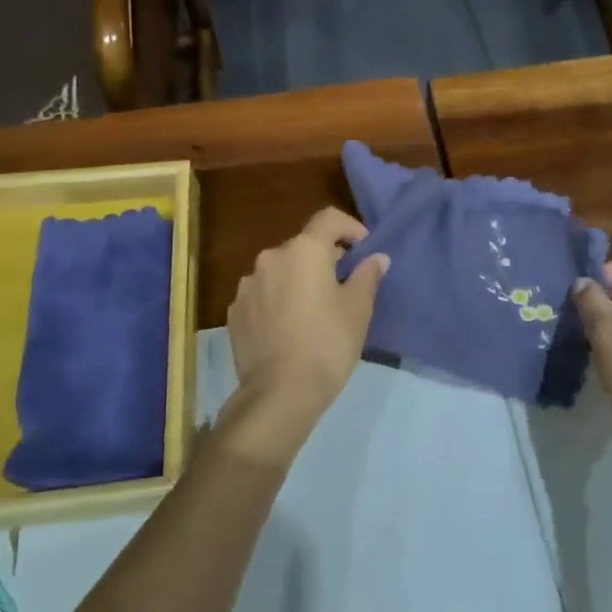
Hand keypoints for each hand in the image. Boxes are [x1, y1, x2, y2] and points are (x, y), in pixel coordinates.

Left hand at [222, 208, 388, 463]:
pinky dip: (277, 300)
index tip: (363, 248)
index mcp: (304, 250)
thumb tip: (376, 257)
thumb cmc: (328, 344)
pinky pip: (262, 294)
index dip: (350, 227)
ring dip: (297, 279)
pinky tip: (289, 326)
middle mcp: (271, 258)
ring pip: (280, 270)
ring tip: (313, 308)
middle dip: (324, 258)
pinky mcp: (234, 312)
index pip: (328, 219)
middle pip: (303, 246)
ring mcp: (247, 285)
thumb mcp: (358, 309)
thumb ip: (367, 275)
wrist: (279, 393)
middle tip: (343, 284)